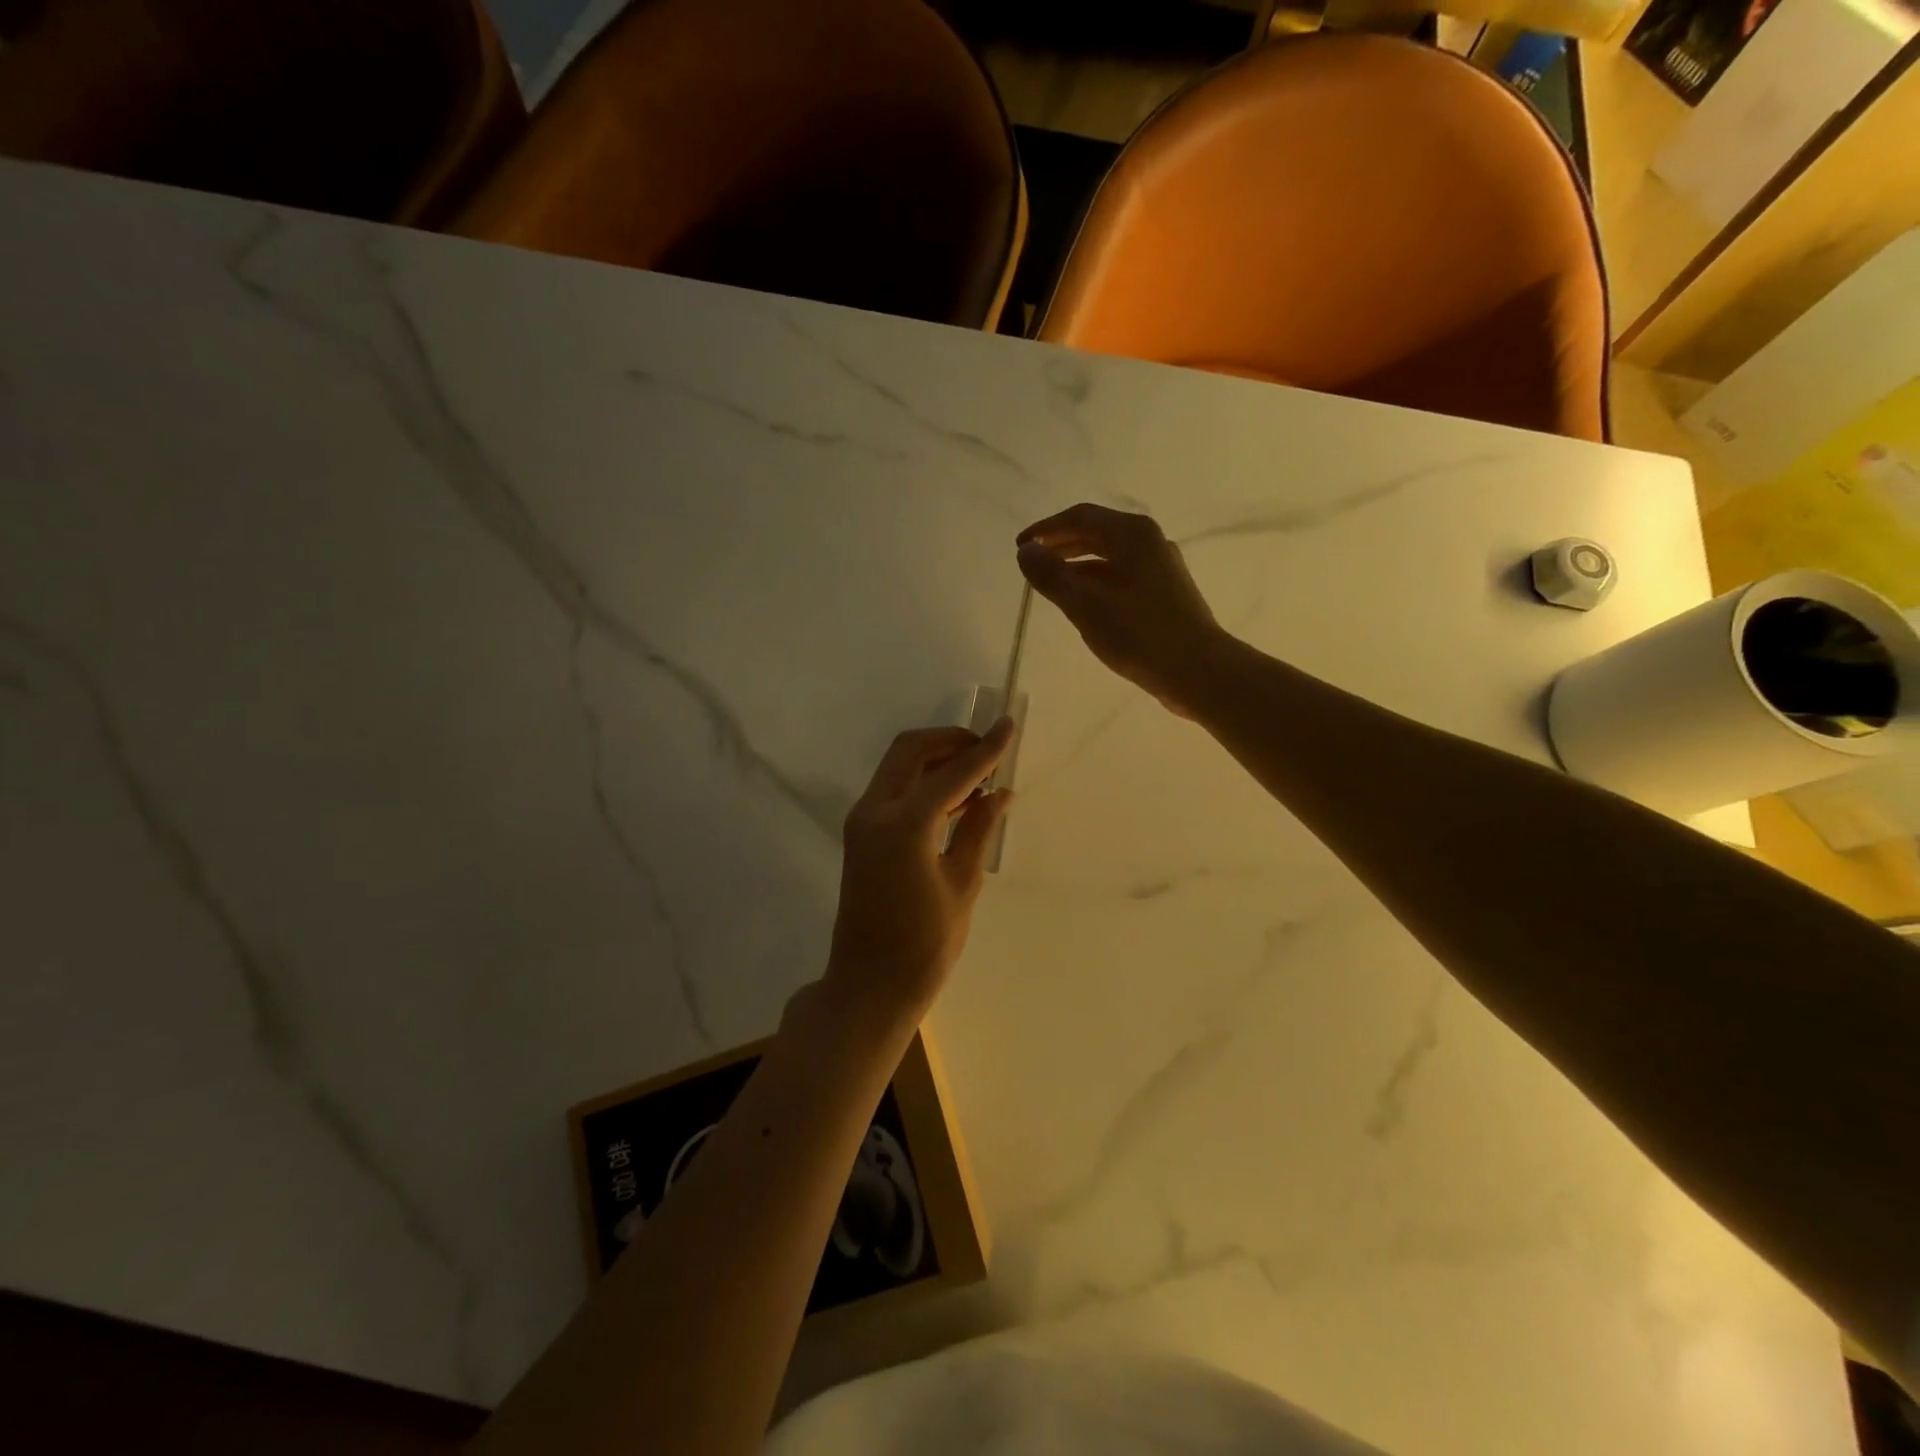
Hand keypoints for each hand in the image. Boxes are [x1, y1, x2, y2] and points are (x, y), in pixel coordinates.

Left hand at [821, 720, 1015, 1027]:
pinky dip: (923, 782)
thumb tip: (999, 793)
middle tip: (988, 751)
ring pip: (899, 766)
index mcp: (904, 825)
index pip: (952, 772)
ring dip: (937, 760)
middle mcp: (875, 811)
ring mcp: (862, 821)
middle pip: (912, 750)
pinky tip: (957, 798)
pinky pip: (894, 790)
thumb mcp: (962, 885)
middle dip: (951, 741)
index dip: (984, 749)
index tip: (1009, 726)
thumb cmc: (923, 946)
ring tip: (980, 775)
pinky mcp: (861, 834)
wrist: (869, 986)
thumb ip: (979, 829)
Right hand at [1017, 503, 1226, 716]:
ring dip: (1077, 565)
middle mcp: (1149, 542)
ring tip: (1051, 584)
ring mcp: (1160, 568)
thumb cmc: (1139, 634)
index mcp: (1133, 534)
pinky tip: (1082, 605)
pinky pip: (1121, 577)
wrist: (1198, 671)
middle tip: (1031, 563)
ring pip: (1109, 557)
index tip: (1019, 548)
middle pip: (1096, 533)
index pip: (1080, 517)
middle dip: (1060, 545)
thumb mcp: (1086, 604)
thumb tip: (1026, 551)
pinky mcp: (1164, 593)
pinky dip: (1096, 582)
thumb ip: (1052, 575)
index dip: (1045, 530)